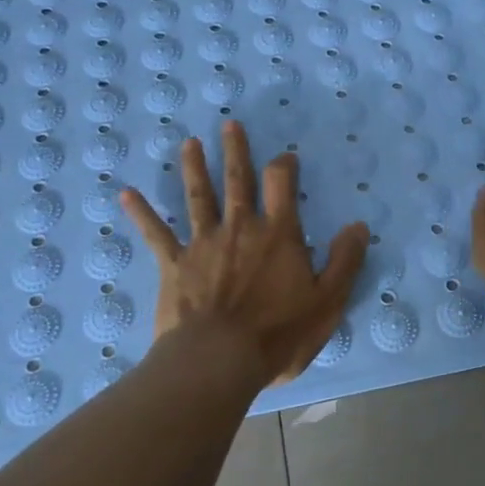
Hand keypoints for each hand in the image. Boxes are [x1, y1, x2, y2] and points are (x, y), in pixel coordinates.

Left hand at [120, 121, 369, 384]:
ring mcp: (203, 244)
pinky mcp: (173, 265)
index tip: (285, 157)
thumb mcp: (328, 301)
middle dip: (235, 151)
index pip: (282, 185)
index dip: (284, 167)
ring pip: (198, 197)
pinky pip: (155, 234)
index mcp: (278, 234)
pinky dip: (142, 213)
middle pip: (237, 181)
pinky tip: (126, 194)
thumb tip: (358, 225)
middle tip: (229, 125)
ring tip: (188, 143)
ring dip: (193, 168)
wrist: (218, 360)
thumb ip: (345, 261)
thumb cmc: (278, 333)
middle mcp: (240, 228)